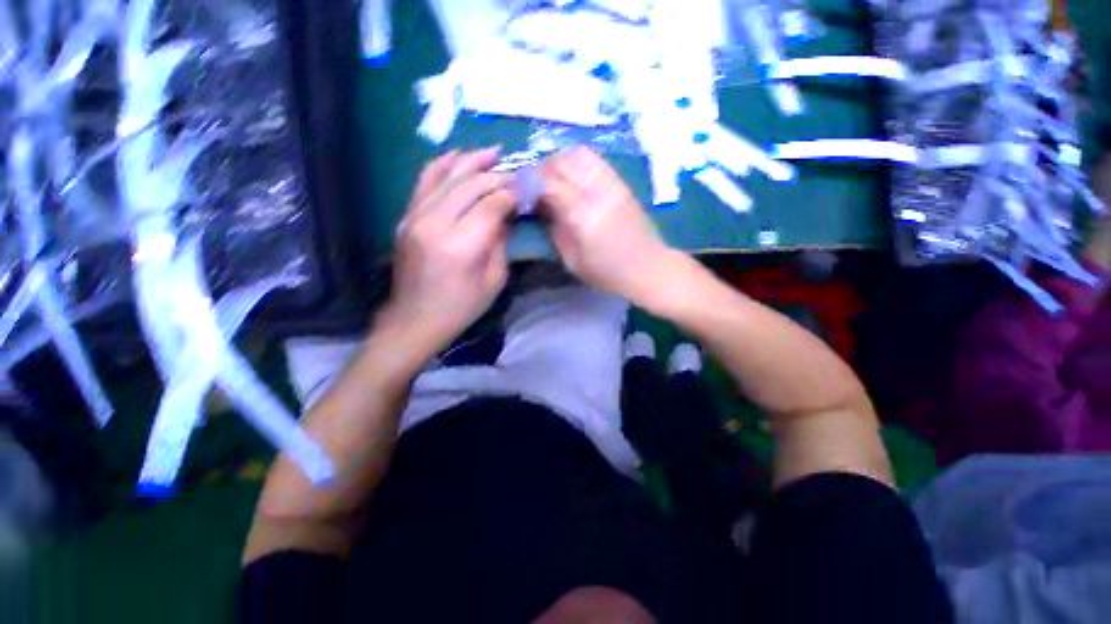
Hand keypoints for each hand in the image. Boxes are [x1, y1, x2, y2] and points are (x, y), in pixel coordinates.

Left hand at [379, 148, 514, 361]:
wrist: (415, 319)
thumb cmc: (461, 307)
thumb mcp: (494, 280)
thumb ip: (501, 241)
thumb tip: (507, 213)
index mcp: (460, 245)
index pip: (491, 204)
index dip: (511, 194)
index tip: (525, 190)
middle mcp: (434, 223)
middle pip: (470, 184)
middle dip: (496, 175)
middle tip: (515, 172)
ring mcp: (415, 216)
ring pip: (446, 175)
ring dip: (471, 161)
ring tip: (492, 152)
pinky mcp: (406, 216)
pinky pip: (425, 180)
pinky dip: (443, 165)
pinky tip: (458, 157)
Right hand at [540, 146, 674, 302]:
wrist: (649, 267)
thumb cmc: (607, 272)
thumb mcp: (572, 260)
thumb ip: (554, 230)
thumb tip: (540, 207)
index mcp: (582, 217)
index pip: (548, 183)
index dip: (530, 183)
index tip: (520, 191)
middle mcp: (597, 193)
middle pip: (561, 162)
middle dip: (542, 170)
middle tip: (536, 186)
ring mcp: (612, 184)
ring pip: (578, 154)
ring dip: (560, 162)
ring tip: (554, 180)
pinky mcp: (621, 182)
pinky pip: (595, 159)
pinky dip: (578, 162)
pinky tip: (574, 178)